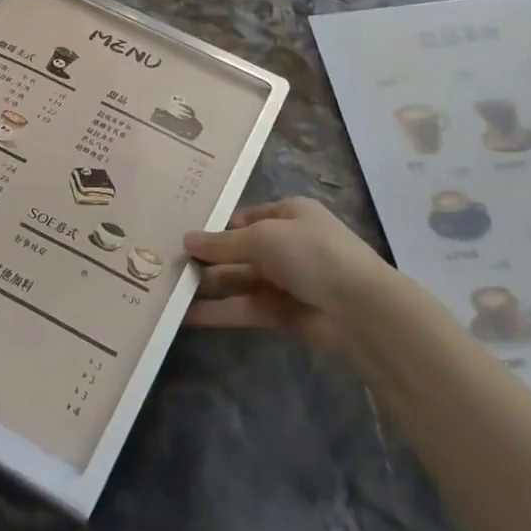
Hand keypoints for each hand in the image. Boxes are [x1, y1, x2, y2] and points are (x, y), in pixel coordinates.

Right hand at [182, 197, 395, 350]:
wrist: (360, 309)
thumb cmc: (312, 254)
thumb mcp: (262, 238)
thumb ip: (222, 243)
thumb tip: (187, 240)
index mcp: (291, 213)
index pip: (247, 217)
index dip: (217, 227)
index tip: (184, 237)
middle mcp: (289, 244)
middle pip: (242, 250)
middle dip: (209, 259)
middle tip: (170, 266)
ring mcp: (289, 280)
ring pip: (242, 281)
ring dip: (211, 286)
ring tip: (171, 292)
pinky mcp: (286, 314)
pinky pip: (248, 308)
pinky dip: (222, 312)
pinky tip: (189, 316)